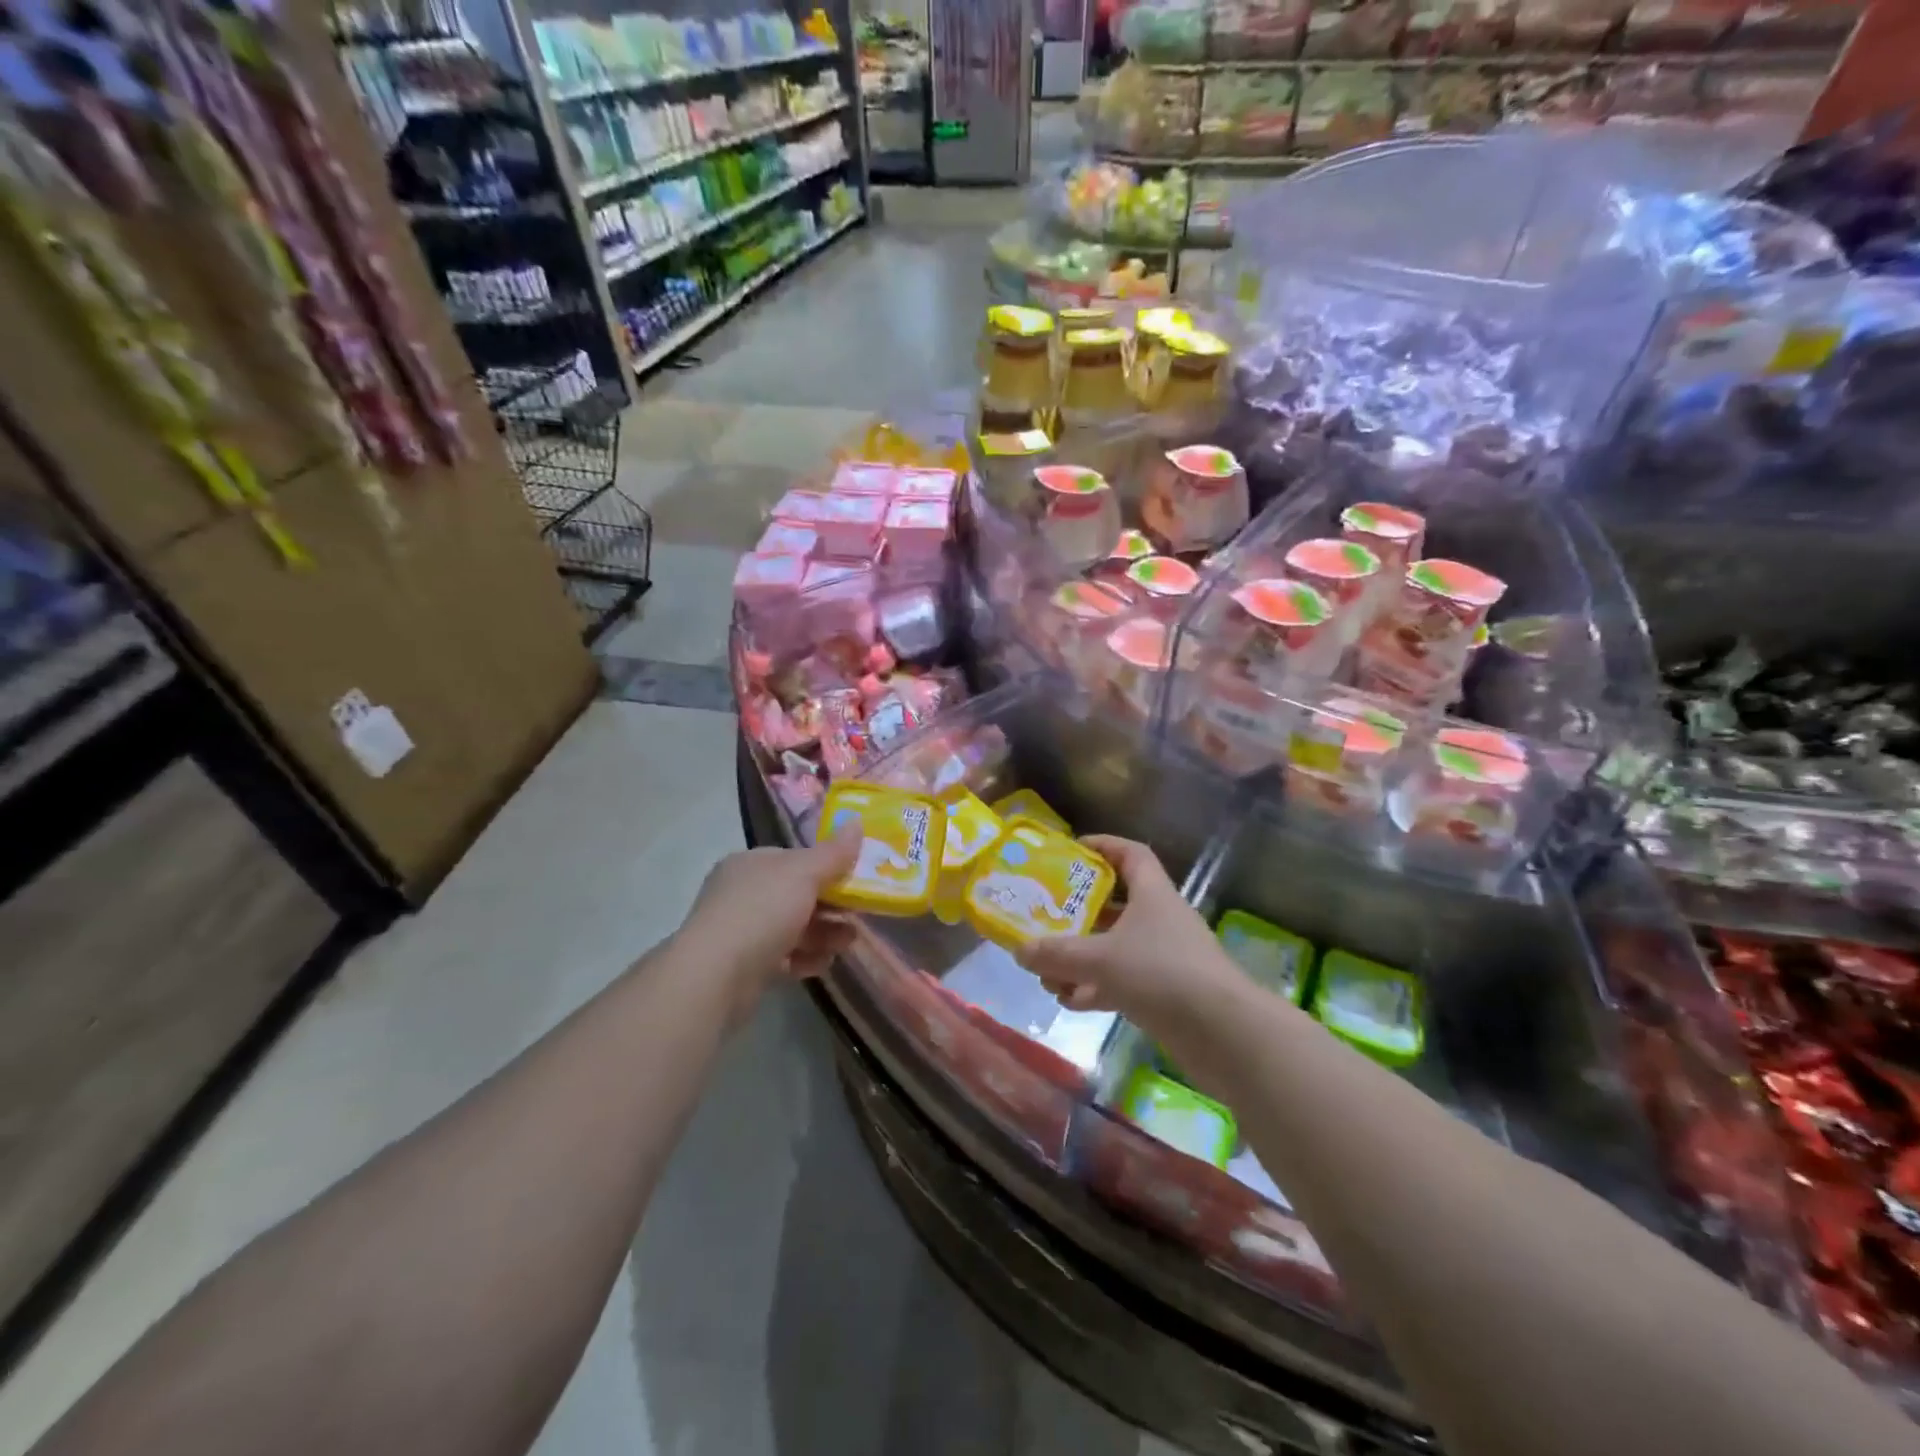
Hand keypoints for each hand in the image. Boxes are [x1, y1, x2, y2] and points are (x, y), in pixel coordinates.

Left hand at [678, 834, 861, 1007]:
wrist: (715, 976)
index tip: (856, 881)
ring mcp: (741, 930)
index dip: (827, 868)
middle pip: (796, 894)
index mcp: (751, 864)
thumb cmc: (761, 912)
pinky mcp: (744, 965)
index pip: (795, 860)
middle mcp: (742, 893)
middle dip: (831, 906)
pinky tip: (821, 964)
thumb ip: (834, 852)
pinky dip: (805, 958)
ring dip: (824, 934)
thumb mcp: (803, 874)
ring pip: (793, 927)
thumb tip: (857, 822)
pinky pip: (783, 956)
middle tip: (858, 917)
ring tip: (847, 944)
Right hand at [1017, 835, 1240, 1032]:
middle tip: (1045, 915)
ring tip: (1046, 970)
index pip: (1130, 854)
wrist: (1223, 1033)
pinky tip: (1068, 1001)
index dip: (1103, 845)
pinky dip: (1096, 988)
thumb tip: (1019, 950)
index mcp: (1152, 893)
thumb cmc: (1160, 973)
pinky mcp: (1166, 993)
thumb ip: (1057, 954)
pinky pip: (1123, 981)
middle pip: (1116, 903)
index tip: (1071, 850)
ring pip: (1116, 947)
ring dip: (1082, 957)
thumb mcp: (1100, 958)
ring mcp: (1165, 957)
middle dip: (1079, 911)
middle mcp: (1159, 919)